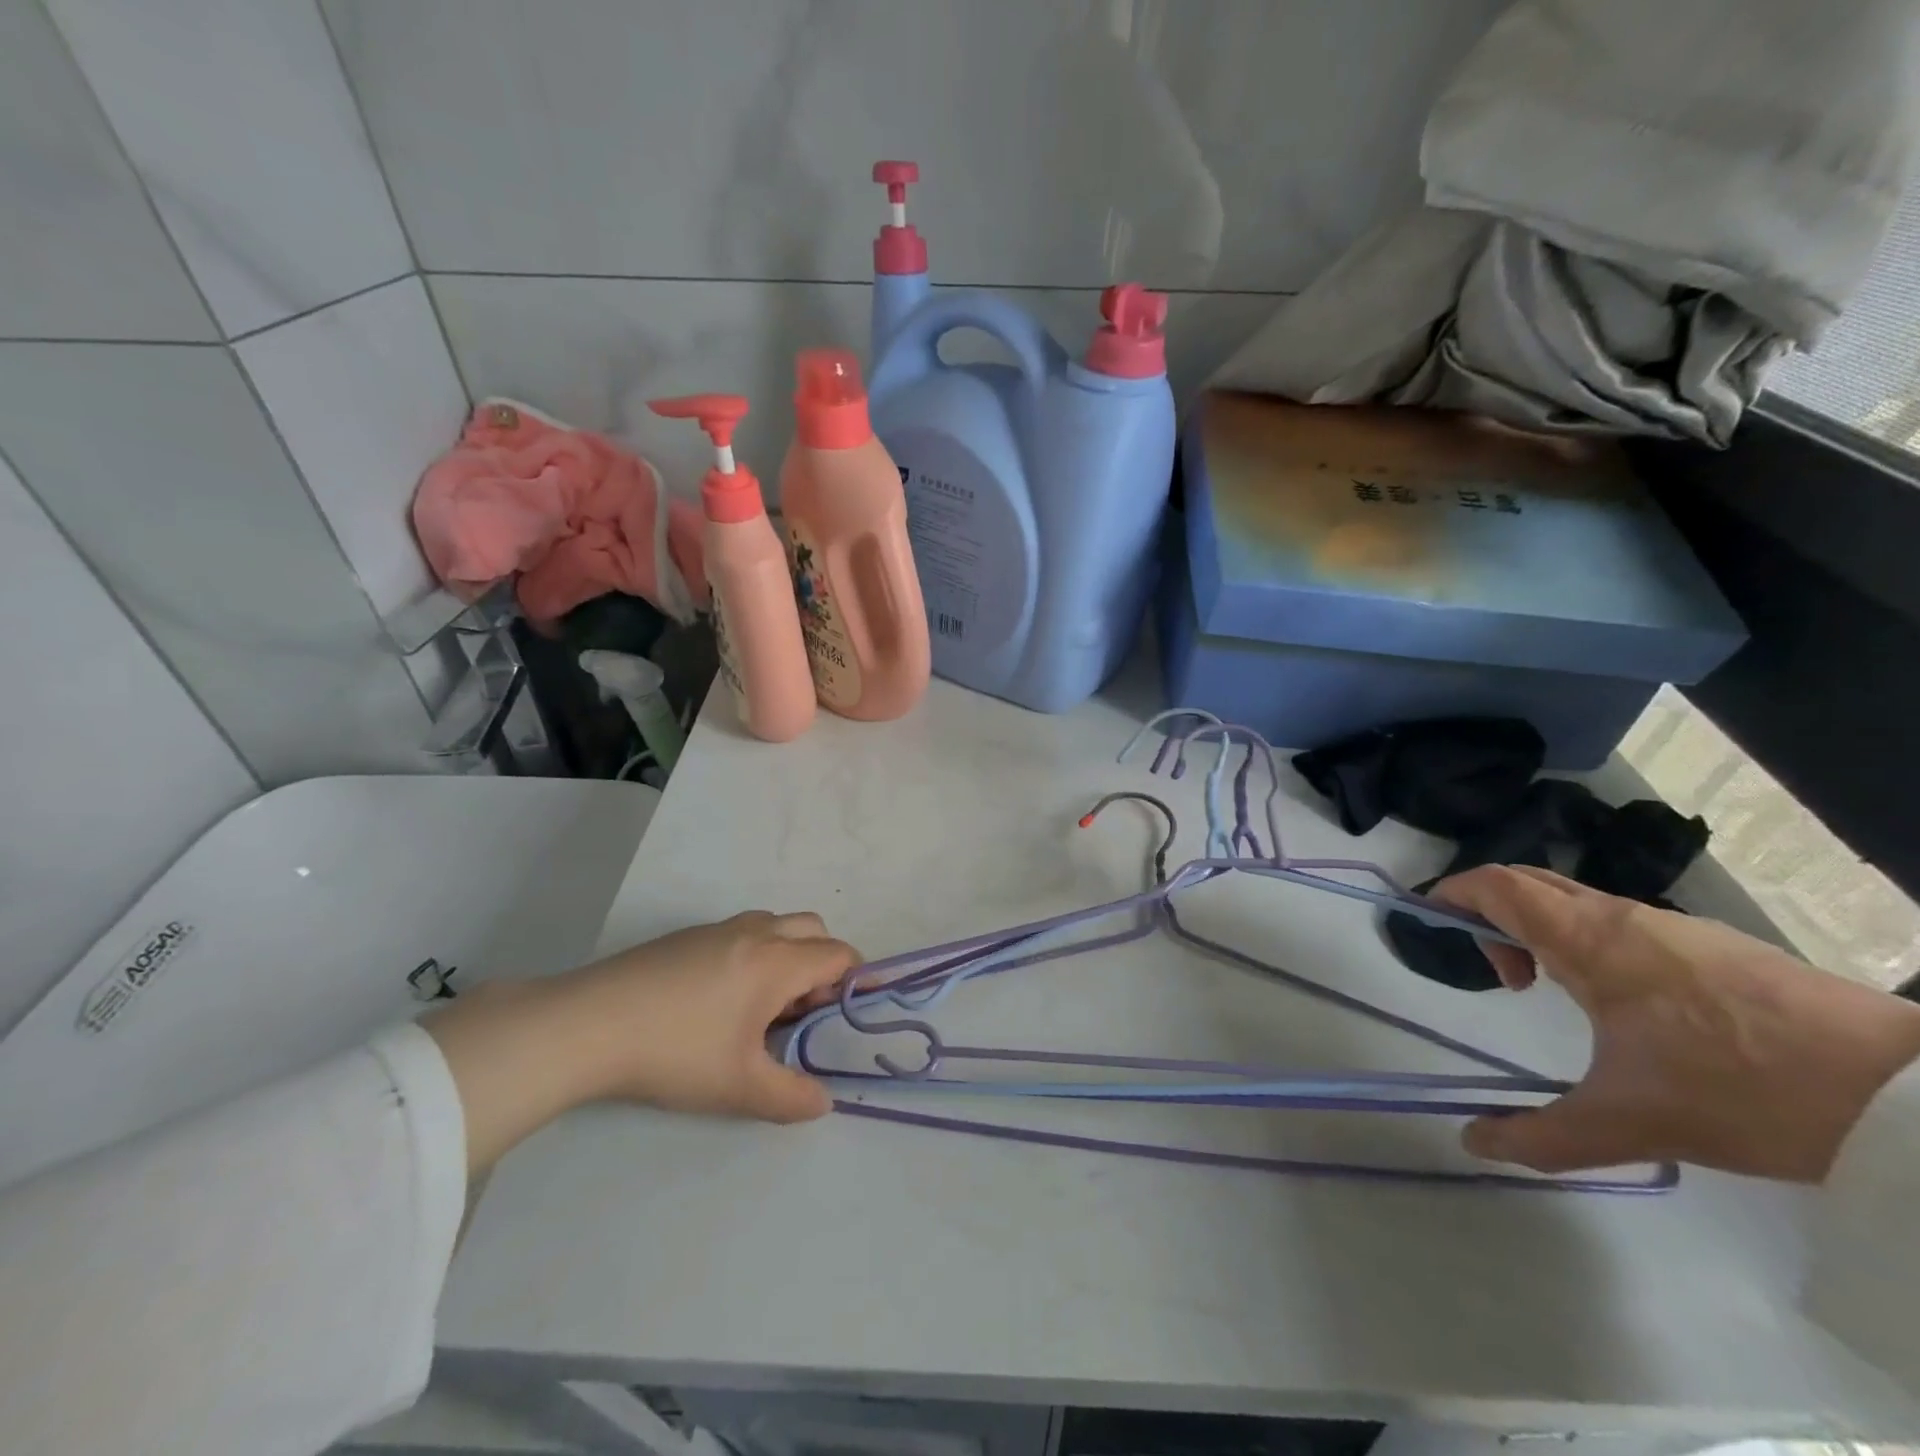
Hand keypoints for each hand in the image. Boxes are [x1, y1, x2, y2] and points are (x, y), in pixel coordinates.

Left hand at [424, 912, 858, 1174]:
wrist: (589, 1024)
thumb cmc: (676, 1052)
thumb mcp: (739, 1087)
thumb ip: (791, 1096)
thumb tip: (822, 1101)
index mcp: (777, 961)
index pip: (838, 954)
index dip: (853, 979)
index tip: (844, 1013)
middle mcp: (756, 933)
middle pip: (813, 928)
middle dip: (822, 963)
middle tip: (803, 1010)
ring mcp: (718, 929)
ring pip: (775, 926)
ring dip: (787, 955)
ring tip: (762, 1007)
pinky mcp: (687, 936)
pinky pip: (742, 932)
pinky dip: (755, 954)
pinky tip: (720, 1000)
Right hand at [1431, 865, 1919, 1181]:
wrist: (1906, 1095)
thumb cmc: (1741, 1088)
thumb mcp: (1630, 1123)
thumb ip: (1542, 1135)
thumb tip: (1472, 1143)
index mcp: (1587, 939)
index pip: (1495, 885)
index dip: (1452, 893)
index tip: (1431, 923)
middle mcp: (1621, 917)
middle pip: (1530, 883)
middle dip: (1493, 913)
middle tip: (1497, 971)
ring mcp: (1673, 926)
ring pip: (1578, 902)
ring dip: (1545, 931)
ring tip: (1556, 992)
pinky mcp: (1714, 945)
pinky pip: (1621, 922)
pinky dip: (1590, 942)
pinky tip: (1623, 1003)